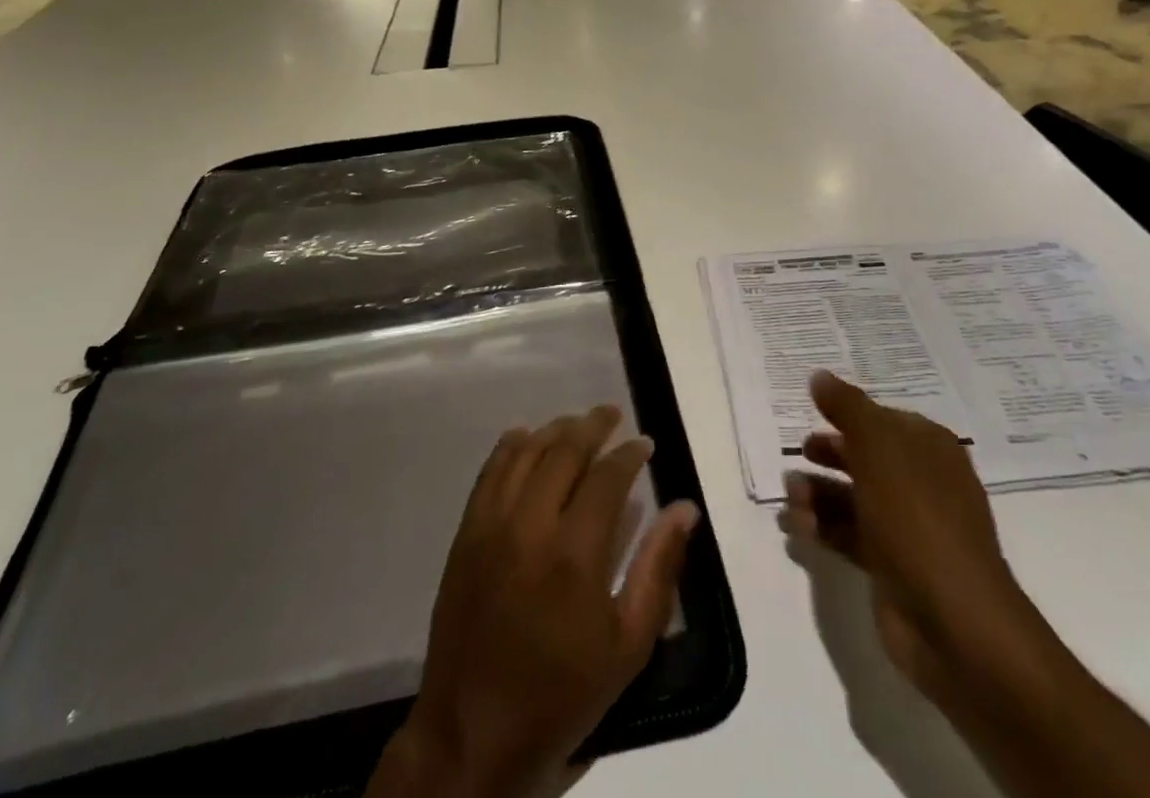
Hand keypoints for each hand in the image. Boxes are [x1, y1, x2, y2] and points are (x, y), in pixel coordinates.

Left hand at [368, 406, 698, 797]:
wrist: (475, 735)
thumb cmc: (562, 694)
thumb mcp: (628, 646)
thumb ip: (658, 569)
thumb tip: (685, 508)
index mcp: (574, 555)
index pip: (607, 477)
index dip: (629, 453)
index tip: (645, 443)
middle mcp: (530, 526)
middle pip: (564, 452)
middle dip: (592, 426)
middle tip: (612, 414)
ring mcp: (492, 526)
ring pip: (525, 453)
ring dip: (554, 430)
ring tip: (576, 423)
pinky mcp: (465, 534)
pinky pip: (489, 473)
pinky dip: (509, 447)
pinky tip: (524, 437)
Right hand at [783, 371, 1051, 711]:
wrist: (954, 622)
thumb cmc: (917, 517)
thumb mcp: (879, 448)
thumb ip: (847, 408)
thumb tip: (819, 375)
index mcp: (930, 449)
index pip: (884, 419)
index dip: (849, 413)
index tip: (812, 410)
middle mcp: (922, 483)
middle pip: (867, 457)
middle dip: (829, 454)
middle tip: (799, 453)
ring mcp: (908, 528)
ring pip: (854, 498)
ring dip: (818, 492)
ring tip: (789, 495)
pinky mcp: (892, 567)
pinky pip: (850, 535)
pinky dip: (822, 528)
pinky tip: (794, 525)